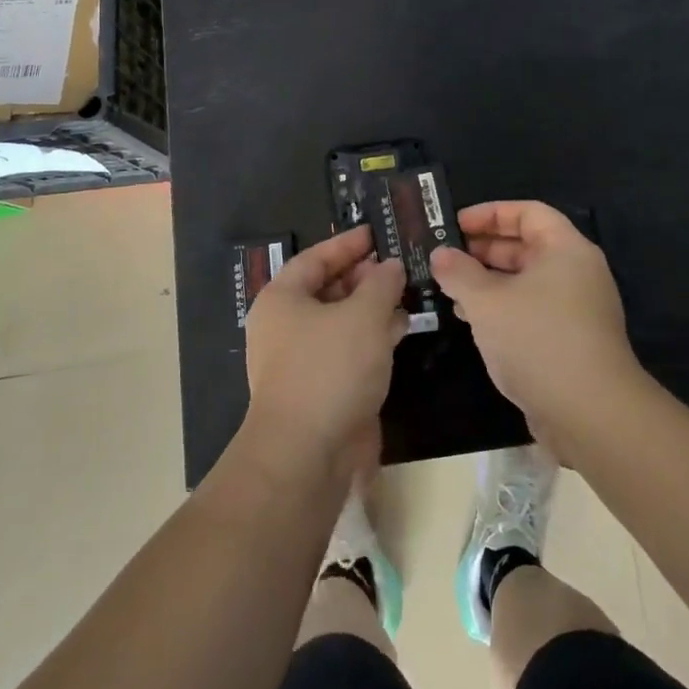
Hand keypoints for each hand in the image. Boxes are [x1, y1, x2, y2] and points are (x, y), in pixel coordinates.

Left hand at [243, 225, 406, 477]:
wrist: (307, 455)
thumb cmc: (330, 369)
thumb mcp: (364, 315)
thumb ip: (381, 284)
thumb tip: (391, 267)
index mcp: (282, 299)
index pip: (315, 258)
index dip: (347, 244)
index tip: (376, 233)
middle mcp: (284, 326)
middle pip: (326, 289)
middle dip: (363, 277)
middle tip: (398, 267)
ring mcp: (300, 361)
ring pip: (339, 322)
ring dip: (371, 308)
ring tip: (407, 294)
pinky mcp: (318, 389)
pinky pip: (346, 351)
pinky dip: (371, 338)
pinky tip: (400, 331)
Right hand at [429, 202, 644, 449]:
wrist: (591, 414)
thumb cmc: (538, 340)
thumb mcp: (487, 301)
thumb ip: (459, 272)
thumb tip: (440, 254)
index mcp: (565, 249)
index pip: (528, 212)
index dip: (490, 213)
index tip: (455, 224)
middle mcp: (577, 272)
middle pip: (527, 245)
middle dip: (484, 248)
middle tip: (445, 255)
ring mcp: (577, 308)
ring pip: (526, 280)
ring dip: (488, 280)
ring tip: (449, 287)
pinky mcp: (571, 340)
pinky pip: (531, 309)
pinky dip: (502, 307)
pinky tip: (471, 319)